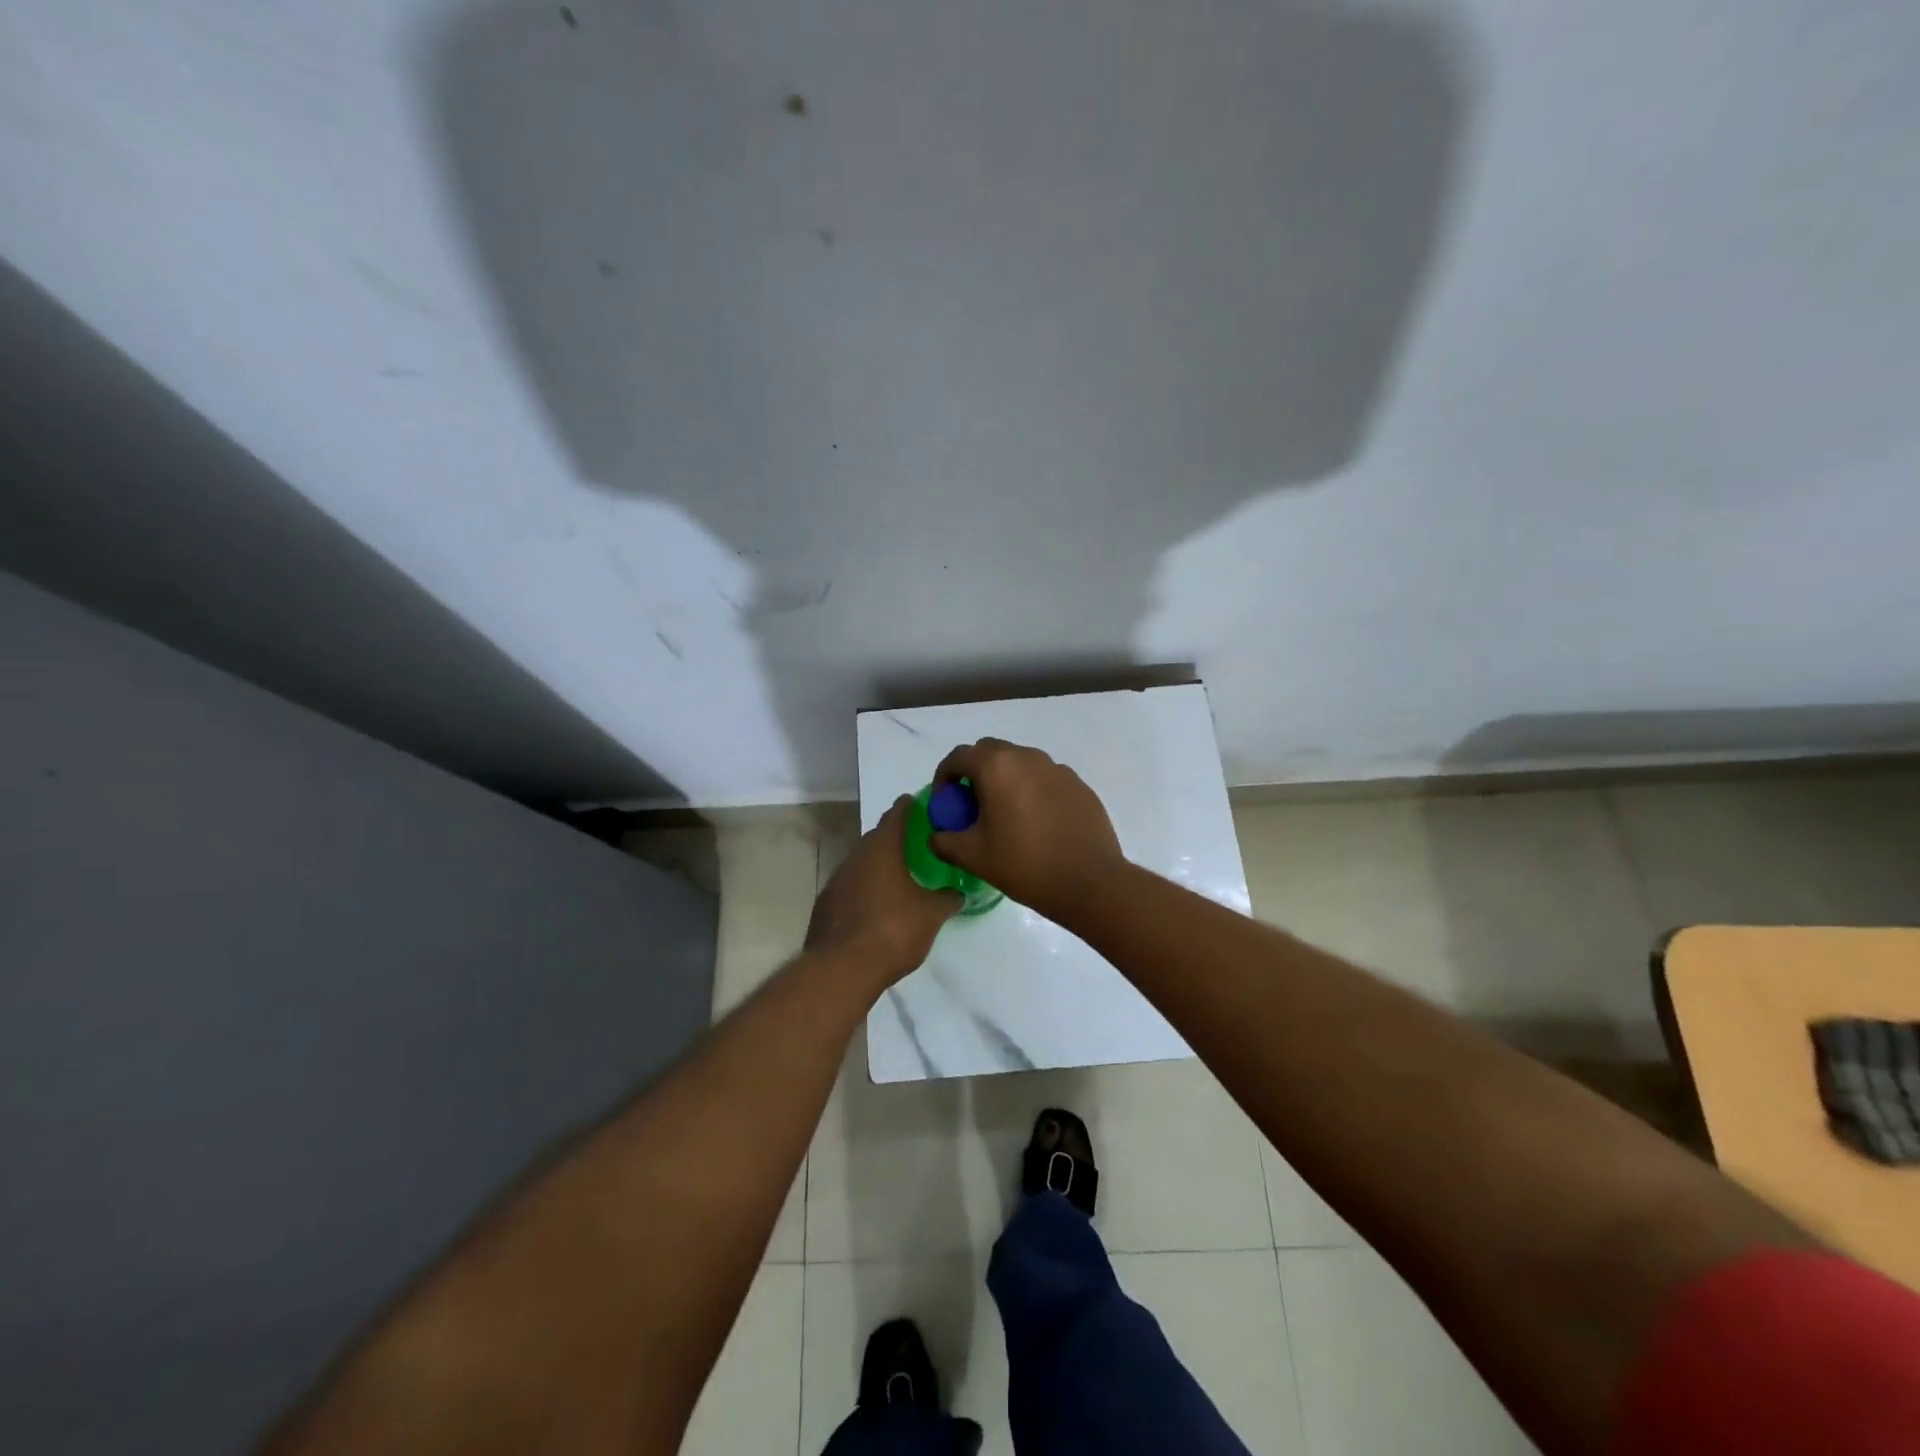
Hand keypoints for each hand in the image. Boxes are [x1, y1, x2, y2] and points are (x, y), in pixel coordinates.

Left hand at [806, 797, 960, 987]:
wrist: (841, 969)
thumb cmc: (892, 931)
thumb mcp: (931, 915)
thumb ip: (947, 899)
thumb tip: (959, 893)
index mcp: (882, 849)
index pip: (896, 815)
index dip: (909, 807)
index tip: (920, 803)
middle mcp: (856, 857)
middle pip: (877, 838)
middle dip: (895, 838)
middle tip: (916, 844)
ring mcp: (837, 880)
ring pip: (862, 863)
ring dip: (879, 866)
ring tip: (900, 877)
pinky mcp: (826, 905)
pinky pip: (850, 887)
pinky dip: (865, 889)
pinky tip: (877, 906)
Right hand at [928, 738, 1126, 922]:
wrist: (1089, 881)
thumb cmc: (1024, 865)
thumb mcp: (973, 857)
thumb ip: (944, 841)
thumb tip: (938, 836)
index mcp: (996, 767)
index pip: (958, 757)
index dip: (944, 778)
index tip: (945, 803)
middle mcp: (1027, 757)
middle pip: (990, 752)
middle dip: (975, 772)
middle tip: (972, 806)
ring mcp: (1057, 769)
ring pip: (1021, 763)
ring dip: (1005, 780)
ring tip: (1005, 815)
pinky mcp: (1079, 785)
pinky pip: (1045, 779)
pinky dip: (1032, 791)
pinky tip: (1037, 824)